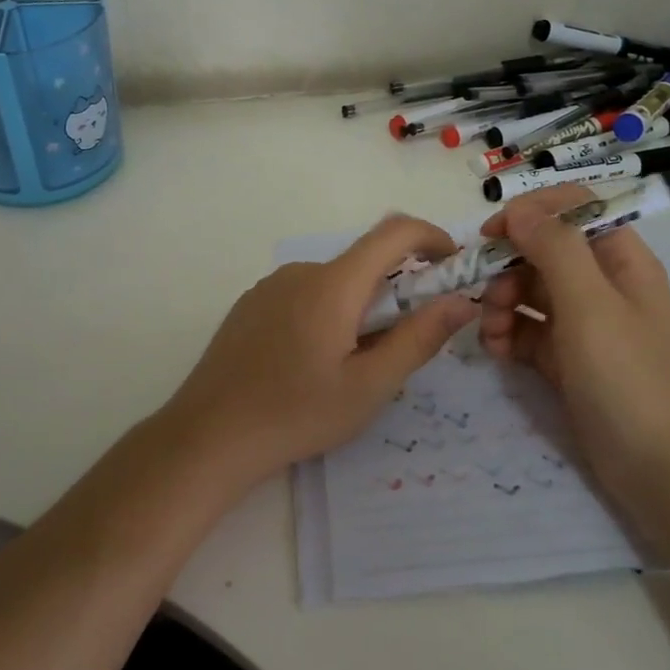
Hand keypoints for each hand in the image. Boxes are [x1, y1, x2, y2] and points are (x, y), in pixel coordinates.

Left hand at [160, 214, 477, 486]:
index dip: (432, 237)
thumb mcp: (369, 386)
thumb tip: (461, 302)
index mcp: (333, 284)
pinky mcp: (251, 305)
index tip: (453, 265)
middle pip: (364, 262)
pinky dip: (328, 312)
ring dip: (360, 306)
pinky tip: (313, 362)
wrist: (208, 436)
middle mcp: (301, 271)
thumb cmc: (296, 414)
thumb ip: (419, 338)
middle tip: (403, 342)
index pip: (394, 232)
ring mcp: (270, 286)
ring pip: (334, 282)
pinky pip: (304, 294)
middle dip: (397, 289)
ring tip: (354, 363)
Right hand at [477, 186, 669, 486]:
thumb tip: (520, 209)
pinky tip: (494, 351)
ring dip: (501, 302)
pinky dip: (507, 334)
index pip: (573, 209)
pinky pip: (528, 330)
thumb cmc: (628, 376)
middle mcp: (602, 284)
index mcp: (621, 260)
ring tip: (489, 331)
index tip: (493, 234)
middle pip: (544, 251)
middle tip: (484, 294)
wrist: (657, 469)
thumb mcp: (590, 305)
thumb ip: (554, 249)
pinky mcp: (567, 359)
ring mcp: (584, 324)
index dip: (532, 213)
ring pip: (530, 291)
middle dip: (508, 267)